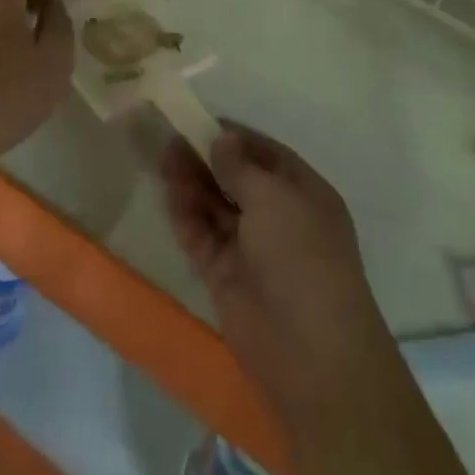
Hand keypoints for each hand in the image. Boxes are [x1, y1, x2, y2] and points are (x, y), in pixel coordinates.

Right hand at [161, 126, 392, 418]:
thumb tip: (221, 139)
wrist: (311, 354)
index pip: (265, 154)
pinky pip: (202, 237)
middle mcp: (278, 216)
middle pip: (236, 179)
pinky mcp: (226, 276)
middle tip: (171, 137)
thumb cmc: (302, 257)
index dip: (234, 137)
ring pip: (216, 206)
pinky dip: (186, 216)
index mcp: (302, 192)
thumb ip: (240, 167)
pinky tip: (168, 193)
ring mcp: (251, 248)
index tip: (200, 121)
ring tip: (163, 158)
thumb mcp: (275, 199)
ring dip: (192, 183)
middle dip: (206, 158)